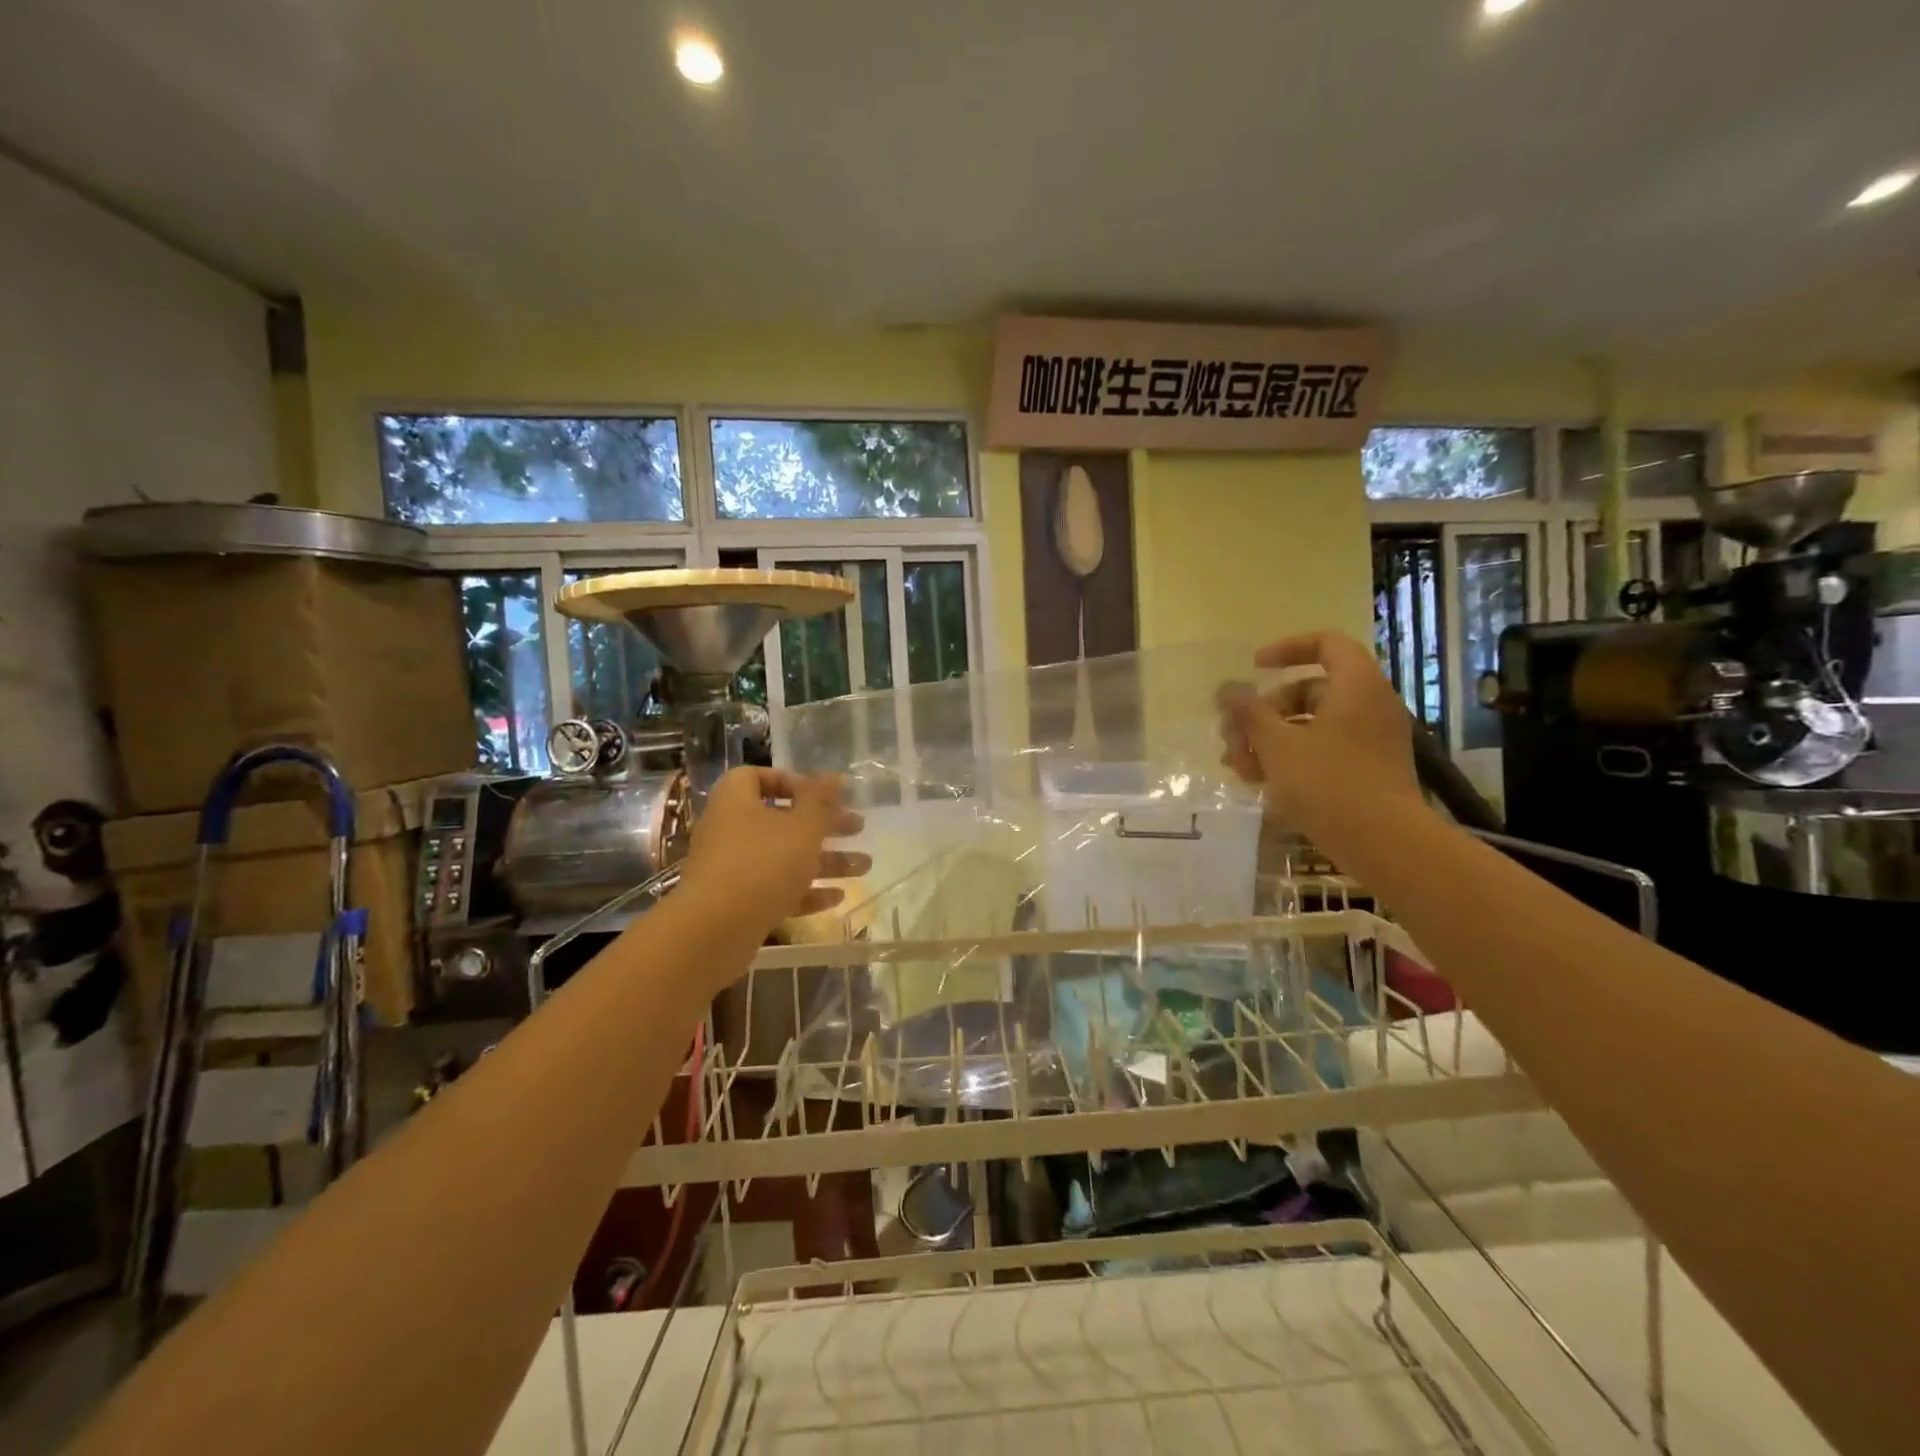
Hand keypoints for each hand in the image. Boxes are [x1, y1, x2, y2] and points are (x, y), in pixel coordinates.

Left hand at [677, 768, 869, 938]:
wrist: (714, 931)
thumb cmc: (762, 864)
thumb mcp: (803, 827)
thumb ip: (822, 801)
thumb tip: (835, 775)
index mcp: (736, 800)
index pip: (759, 777)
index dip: (793, 782)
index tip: (823, 796)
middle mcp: (729, 829)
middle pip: (781, 819)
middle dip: (824, 825)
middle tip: (857, 828)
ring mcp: (731, 869)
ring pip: (783, 857)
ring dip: (824, 861)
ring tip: (863, 868)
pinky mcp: (736, 903)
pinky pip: (775, 889)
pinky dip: (805, 891)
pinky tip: (837, 898)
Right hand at [1218, 631, 1421, 835]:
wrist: (1385, 844)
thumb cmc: (1329, 782)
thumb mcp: (1277, 745)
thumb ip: (1249, 713)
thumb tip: (1227, 690)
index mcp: (1356, 686)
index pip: (1326, 644)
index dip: (1287, 649)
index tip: (1255, 668)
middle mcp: (1368, 705)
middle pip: (1308, 691)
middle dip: (1263, 712)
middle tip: (1232, 736)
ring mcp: (1369, 740)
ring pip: (1309, 726)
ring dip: (1269, 740)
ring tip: (1237, 768)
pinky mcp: (1366, 770)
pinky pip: (1322, 750)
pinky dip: (1290, 759)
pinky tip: (1259, 783)